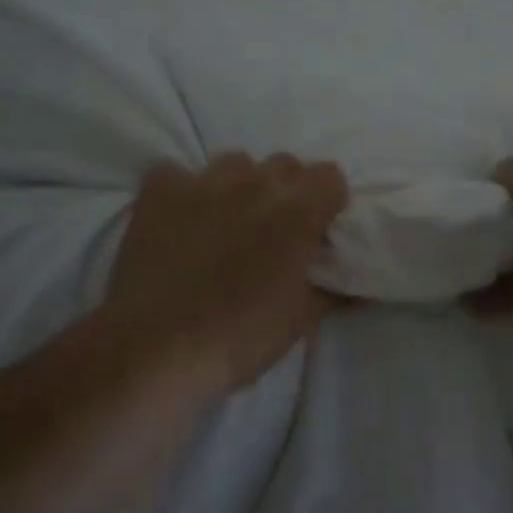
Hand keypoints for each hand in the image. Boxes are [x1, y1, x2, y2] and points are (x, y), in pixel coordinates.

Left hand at [102, 153, 347, 390]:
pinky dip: (182, 190)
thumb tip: (357, 286)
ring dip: (239, 186)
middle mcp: (255, 184)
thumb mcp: (298, 321)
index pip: (330, 176)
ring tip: (226, 221)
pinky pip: (177, 172)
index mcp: (297, 213)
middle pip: (285, 164)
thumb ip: (332, 292)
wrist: (155, 349)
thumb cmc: (238, 339)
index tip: (318, 227)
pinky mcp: (160, 189)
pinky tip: (179, 219)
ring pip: (235, 163)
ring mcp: (205, 182)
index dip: (327, 200)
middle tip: (272, 228)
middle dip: (286, 190)